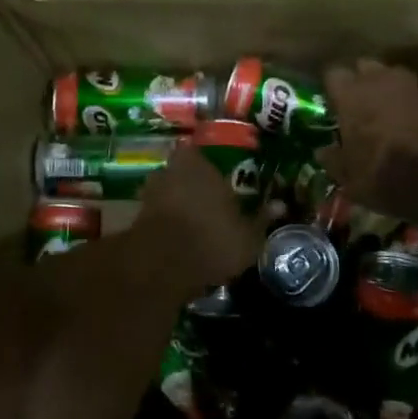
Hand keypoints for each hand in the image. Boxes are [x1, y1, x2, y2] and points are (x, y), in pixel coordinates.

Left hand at [136, 145, 276, 291]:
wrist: (162, 265)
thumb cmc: (213, 239)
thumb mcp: (248, 235)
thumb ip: (262, 217)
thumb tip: (281, 205)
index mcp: (198, 162)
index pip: (201, 153)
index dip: (209, 168)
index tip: (220, 182)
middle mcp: (171, 169)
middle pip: (182, 171)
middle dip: (192, 184)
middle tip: (208, 203)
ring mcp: (149, 191)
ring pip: (167, 191)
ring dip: (176, 203)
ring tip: (192, 223)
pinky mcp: (136, 216)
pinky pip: (156, 213)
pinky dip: (165, 222)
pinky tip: (177, 238)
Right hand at [320, 59, 417, 223]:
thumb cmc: (390, 175)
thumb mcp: (352, 180)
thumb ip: (333, 161)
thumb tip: (322, 151)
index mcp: (351, 95)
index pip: (333, 74)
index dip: (332, 88)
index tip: (332, 105)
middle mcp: (379, 81)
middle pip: (363, 67)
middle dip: (360, 82)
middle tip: (358, 107)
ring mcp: (411, 86)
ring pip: (391, 76)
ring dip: (385, 89)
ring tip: (385, 113)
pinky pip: (413, 92)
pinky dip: (408, 103)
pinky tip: (409, 124)